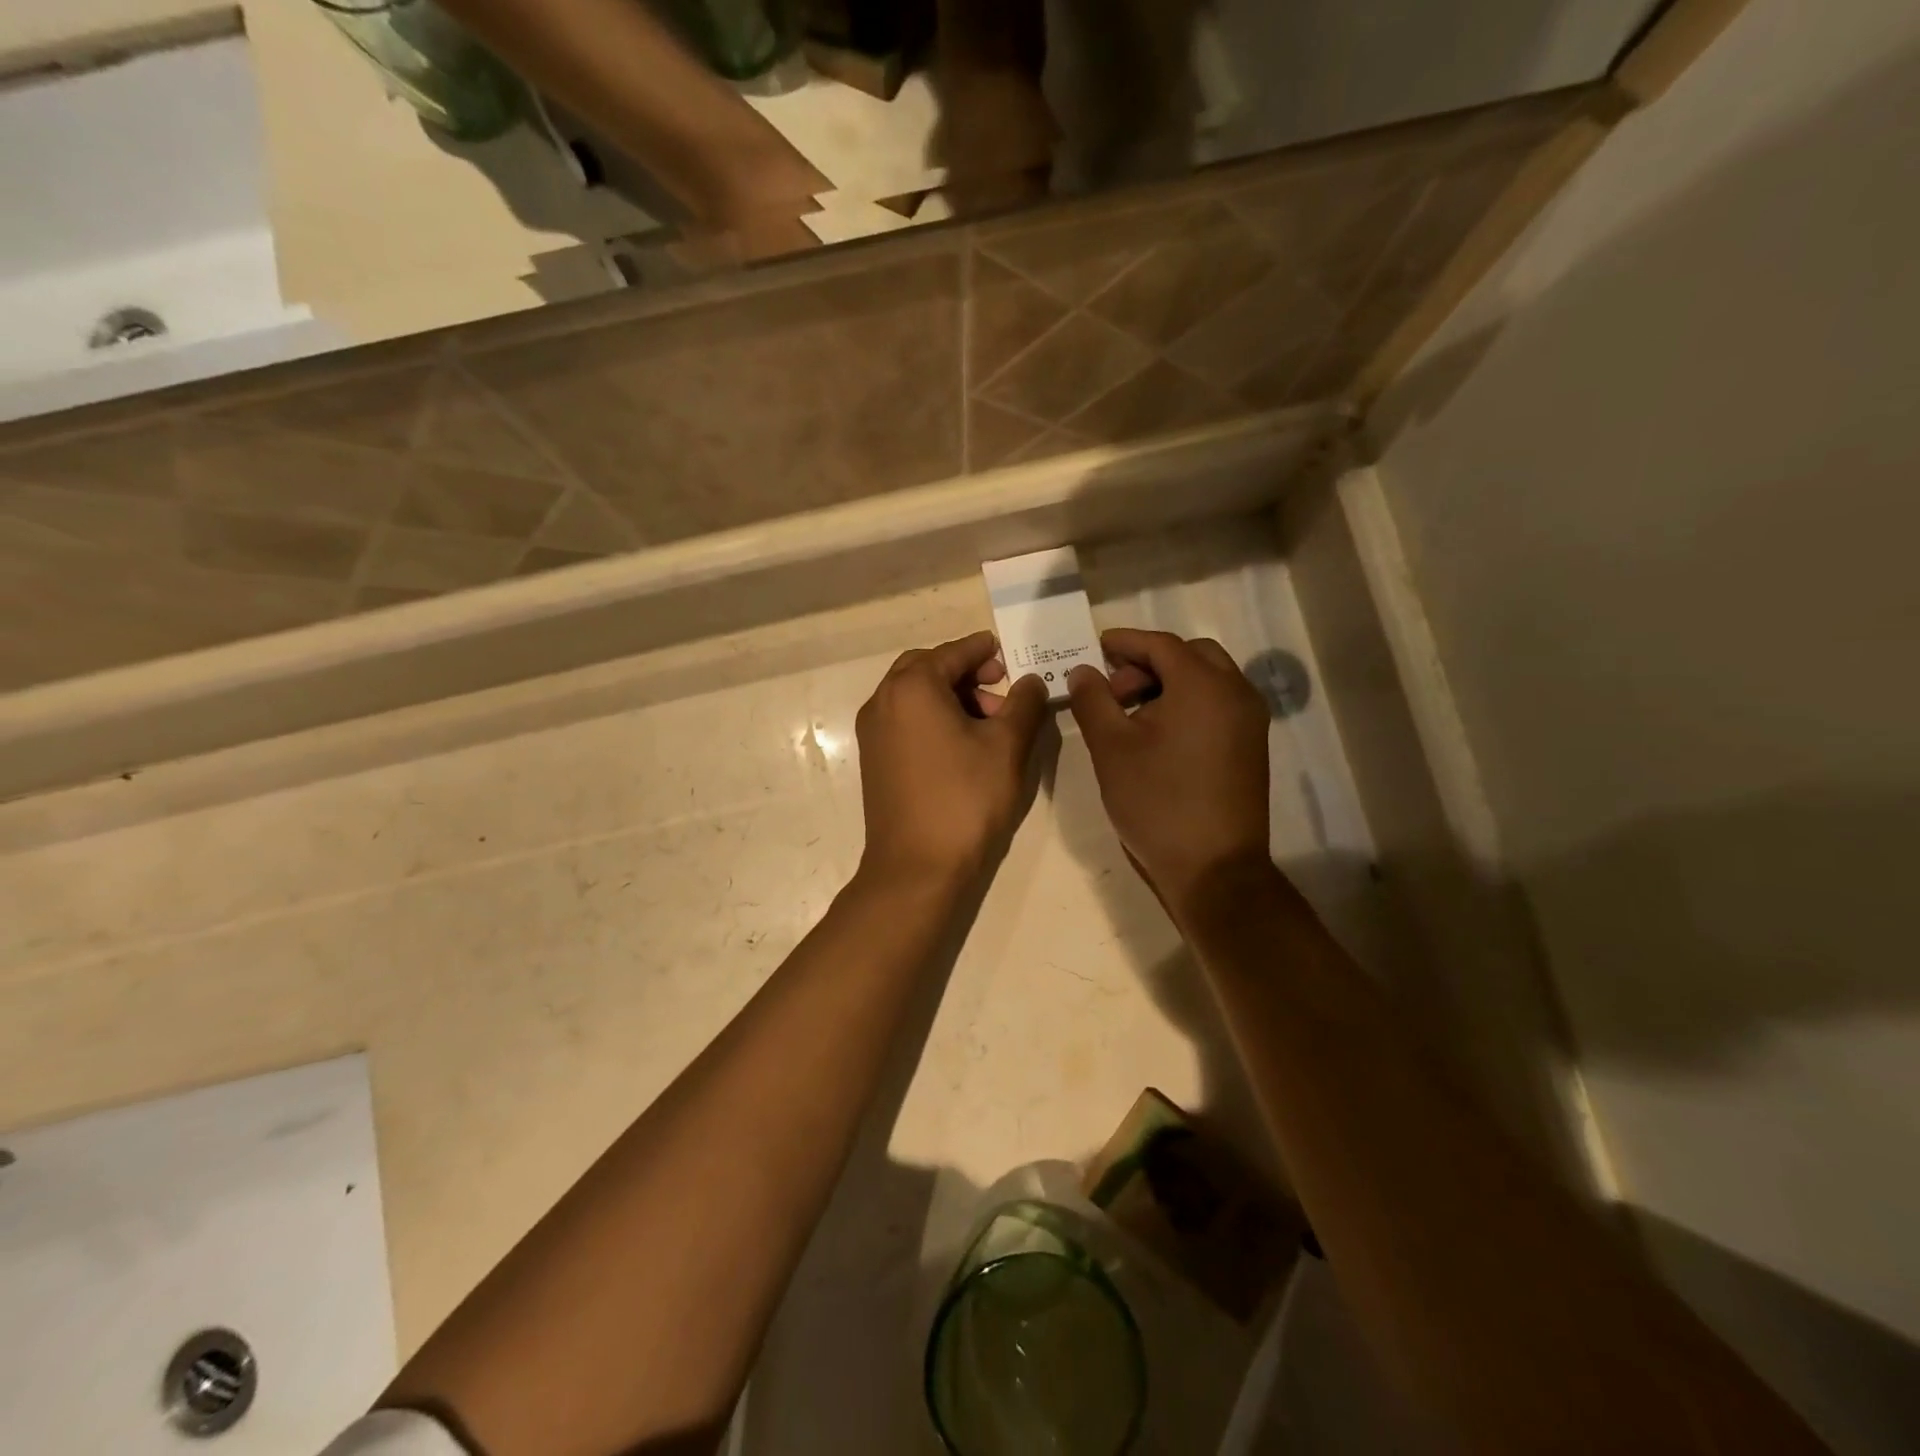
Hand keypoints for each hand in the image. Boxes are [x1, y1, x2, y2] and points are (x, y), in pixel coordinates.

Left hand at [855, 631, 1049, 885]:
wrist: (916, 866)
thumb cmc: (965, 799)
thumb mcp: (1006, 747)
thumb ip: (1023, 704)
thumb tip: (1030, 681)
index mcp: (912, 688)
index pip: (952, 652)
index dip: (983, 650)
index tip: (1007, 651)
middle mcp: (883, 701)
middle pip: (926, 668)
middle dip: (964, 671)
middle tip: (999, 686)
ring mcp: (873, 732)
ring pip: (913, 695)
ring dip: (949, 695)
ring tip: (989, 721)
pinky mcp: (874, 758)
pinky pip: (904, 719)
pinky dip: (932, 716)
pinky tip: (962, 743)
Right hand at [1066, 628, 1271, 916]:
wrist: (1213, 868)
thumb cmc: (1157, 802)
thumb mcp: (1111, 748)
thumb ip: (1093, 700)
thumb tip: (1083, 671)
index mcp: (1203, 685)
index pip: (1161, 644)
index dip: (1125, 642)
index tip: (1096, 648)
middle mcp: (1235, 692)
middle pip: (1190, 655)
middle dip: (1149, 662)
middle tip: (1114, 689)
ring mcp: (1249, 720)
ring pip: (1208, 679)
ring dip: (1169, 682)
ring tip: (1132, 715)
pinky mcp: (1251, 745)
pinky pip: (1219, 704)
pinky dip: (1188, 703)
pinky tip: (1160, 734)